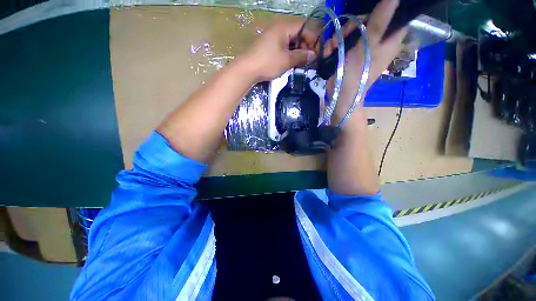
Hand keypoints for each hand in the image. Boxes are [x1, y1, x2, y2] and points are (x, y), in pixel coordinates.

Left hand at [239, 22, 316, 81]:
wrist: (246, 70)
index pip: (305, 28)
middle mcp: (279, 27)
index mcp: (284, 26)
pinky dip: (290, 53)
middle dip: (306, 46)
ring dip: (298, 51)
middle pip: (299, 33)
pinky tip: (292, 62)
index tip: (317, 54)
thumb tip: (314, 55)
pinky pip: (284, 46)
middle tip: (309, 60)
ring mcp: (273, 36)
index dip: (313, 40)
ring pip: (292, 41)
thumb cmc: (268, 63)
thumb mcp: (287, 60)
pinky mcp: (269, 45)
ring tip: (301, 63)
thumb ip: (302, 56)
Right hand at [326, 0, 407, 119]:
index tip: (363, 20)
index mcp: (391, 39)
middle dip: (351, 26)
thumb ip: (380, 20)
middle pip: (368, 20)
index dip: (378, 12)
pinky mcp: (351, 54)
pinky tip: (328, 52)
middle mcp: (379, 41)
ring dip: (339, 37)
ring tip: (331, 49)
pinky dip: (335, 45)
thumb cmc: (357, 74)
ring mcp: (363, 47)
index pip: (392, 14)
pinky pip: (344, 41)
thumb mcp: (368, 46)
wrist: (341, 96)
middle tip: (342, 36)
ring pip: (353, 30)